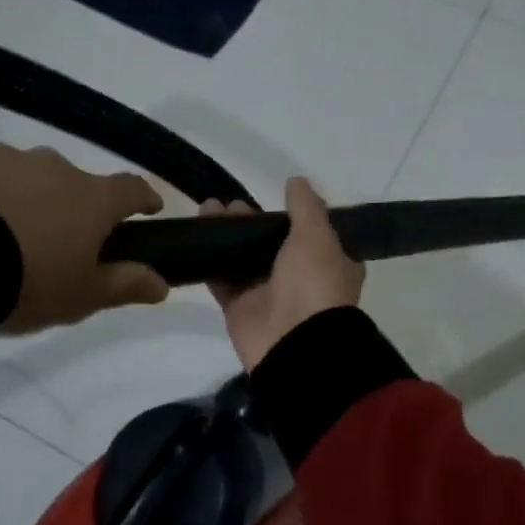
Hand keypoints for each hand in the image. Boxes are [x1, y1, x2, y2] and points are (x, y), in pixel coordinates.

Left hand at [0, 144, 167, 332]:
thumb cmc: (28, 281)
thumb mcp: (83, 296)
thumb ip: (125, 285)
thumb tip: (163, 284)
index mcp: (96, 198)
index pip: (133, 189)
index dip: (144, 199)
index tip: (148, 210)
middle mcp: (61, 168)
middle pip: (81, 185)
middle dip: (78, 207)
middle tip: (63, 241)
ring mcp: (14, 160)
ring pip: (36, 178)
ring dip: (35, 199)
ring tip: (13, 234)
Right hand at [204, 177, 362, 370]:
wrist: (295, 344)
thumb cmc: (314, 283)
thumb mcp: (317, 236)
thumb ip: (305, 207)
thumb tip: (297, 180)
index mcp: (329, 262)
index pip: (312, 232)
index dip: (292, 215)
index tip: (271, 198)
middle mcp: (301, 277)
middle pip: (271, 242)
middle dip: (250, 221)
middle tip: (228, 204)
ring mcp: (268, 293)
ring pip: (244, 257)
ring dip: (226, 235)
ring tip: (206, 210)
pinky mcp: (240, 308)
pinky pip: (222, 280)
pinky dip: (209, 261)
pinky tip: (195, 237)